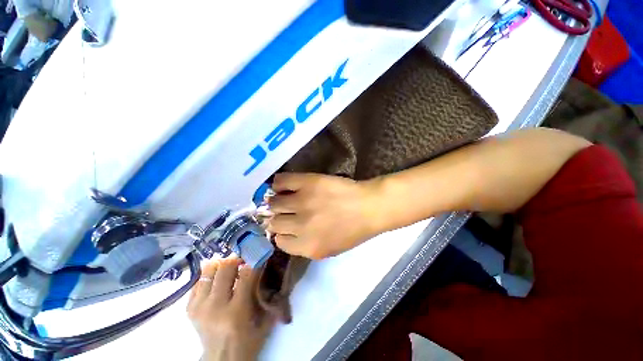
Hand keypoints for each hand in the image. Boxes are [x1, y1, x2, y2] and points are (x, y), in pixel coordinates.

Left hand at [187, 258, 274, 360]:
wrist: (221, 360)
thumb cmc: (247, 341)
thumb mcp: (265, 321)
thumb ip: (269, 295)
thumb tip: (270, 269)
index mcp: (236, 312)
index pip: (247, 274)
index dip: (255, 261)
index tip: (260, 254)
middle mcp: (215, 307)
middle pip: (225, 268)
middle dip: (238, 259)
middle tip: (245, 259)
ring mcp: (199, 307)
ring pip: (209, 270)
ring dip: (222, 264)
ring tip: (230, 267)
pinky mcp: (190, 308)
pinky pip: (198, 281)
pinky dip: (209, 275)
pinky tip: (218, 278)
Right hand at [266, 173, 380, 258]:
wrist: (369, 207)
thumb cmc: (353, 230)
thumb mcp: (329, 248)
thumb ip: (303, 246)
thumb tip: (284, 235)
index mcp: (307, 246)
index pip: (279, 241)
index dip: (282, 233)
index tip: (286, 226)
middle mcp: (300, 226)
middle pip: (274, 222)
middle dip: (277, 218)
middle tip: (284, 211)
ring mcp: (302, 202)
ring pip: (274, 202)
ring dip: (276, 201)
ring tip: (283, 198)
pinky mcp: (307, 182)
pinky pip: (280, 182)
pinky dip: (278, 184)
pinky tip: (284, 186)